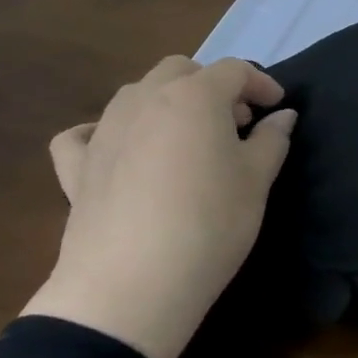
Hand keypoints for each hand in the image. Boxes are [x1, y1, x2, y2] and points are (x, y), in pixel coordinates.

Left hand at [22, 57, 296, 357]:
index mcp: (194, 97)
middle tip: (234, 123)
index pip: (234, 70)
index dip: (261, 84)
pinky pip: (84, 134)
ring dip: (166, 102)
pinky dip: (103, 132)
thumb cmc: (209, 224)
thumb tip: (281, 116)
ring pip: (136, 93)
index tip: (277, 108)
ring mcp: (104, 131)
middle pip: (180, 70)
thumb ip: (272, 140)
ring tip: (186, 138)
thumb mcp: (256, 181)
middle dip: (211, 86)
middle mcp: (145, 100)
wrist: (131, 287)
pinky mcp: (76, 168)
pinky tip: (118, 151)